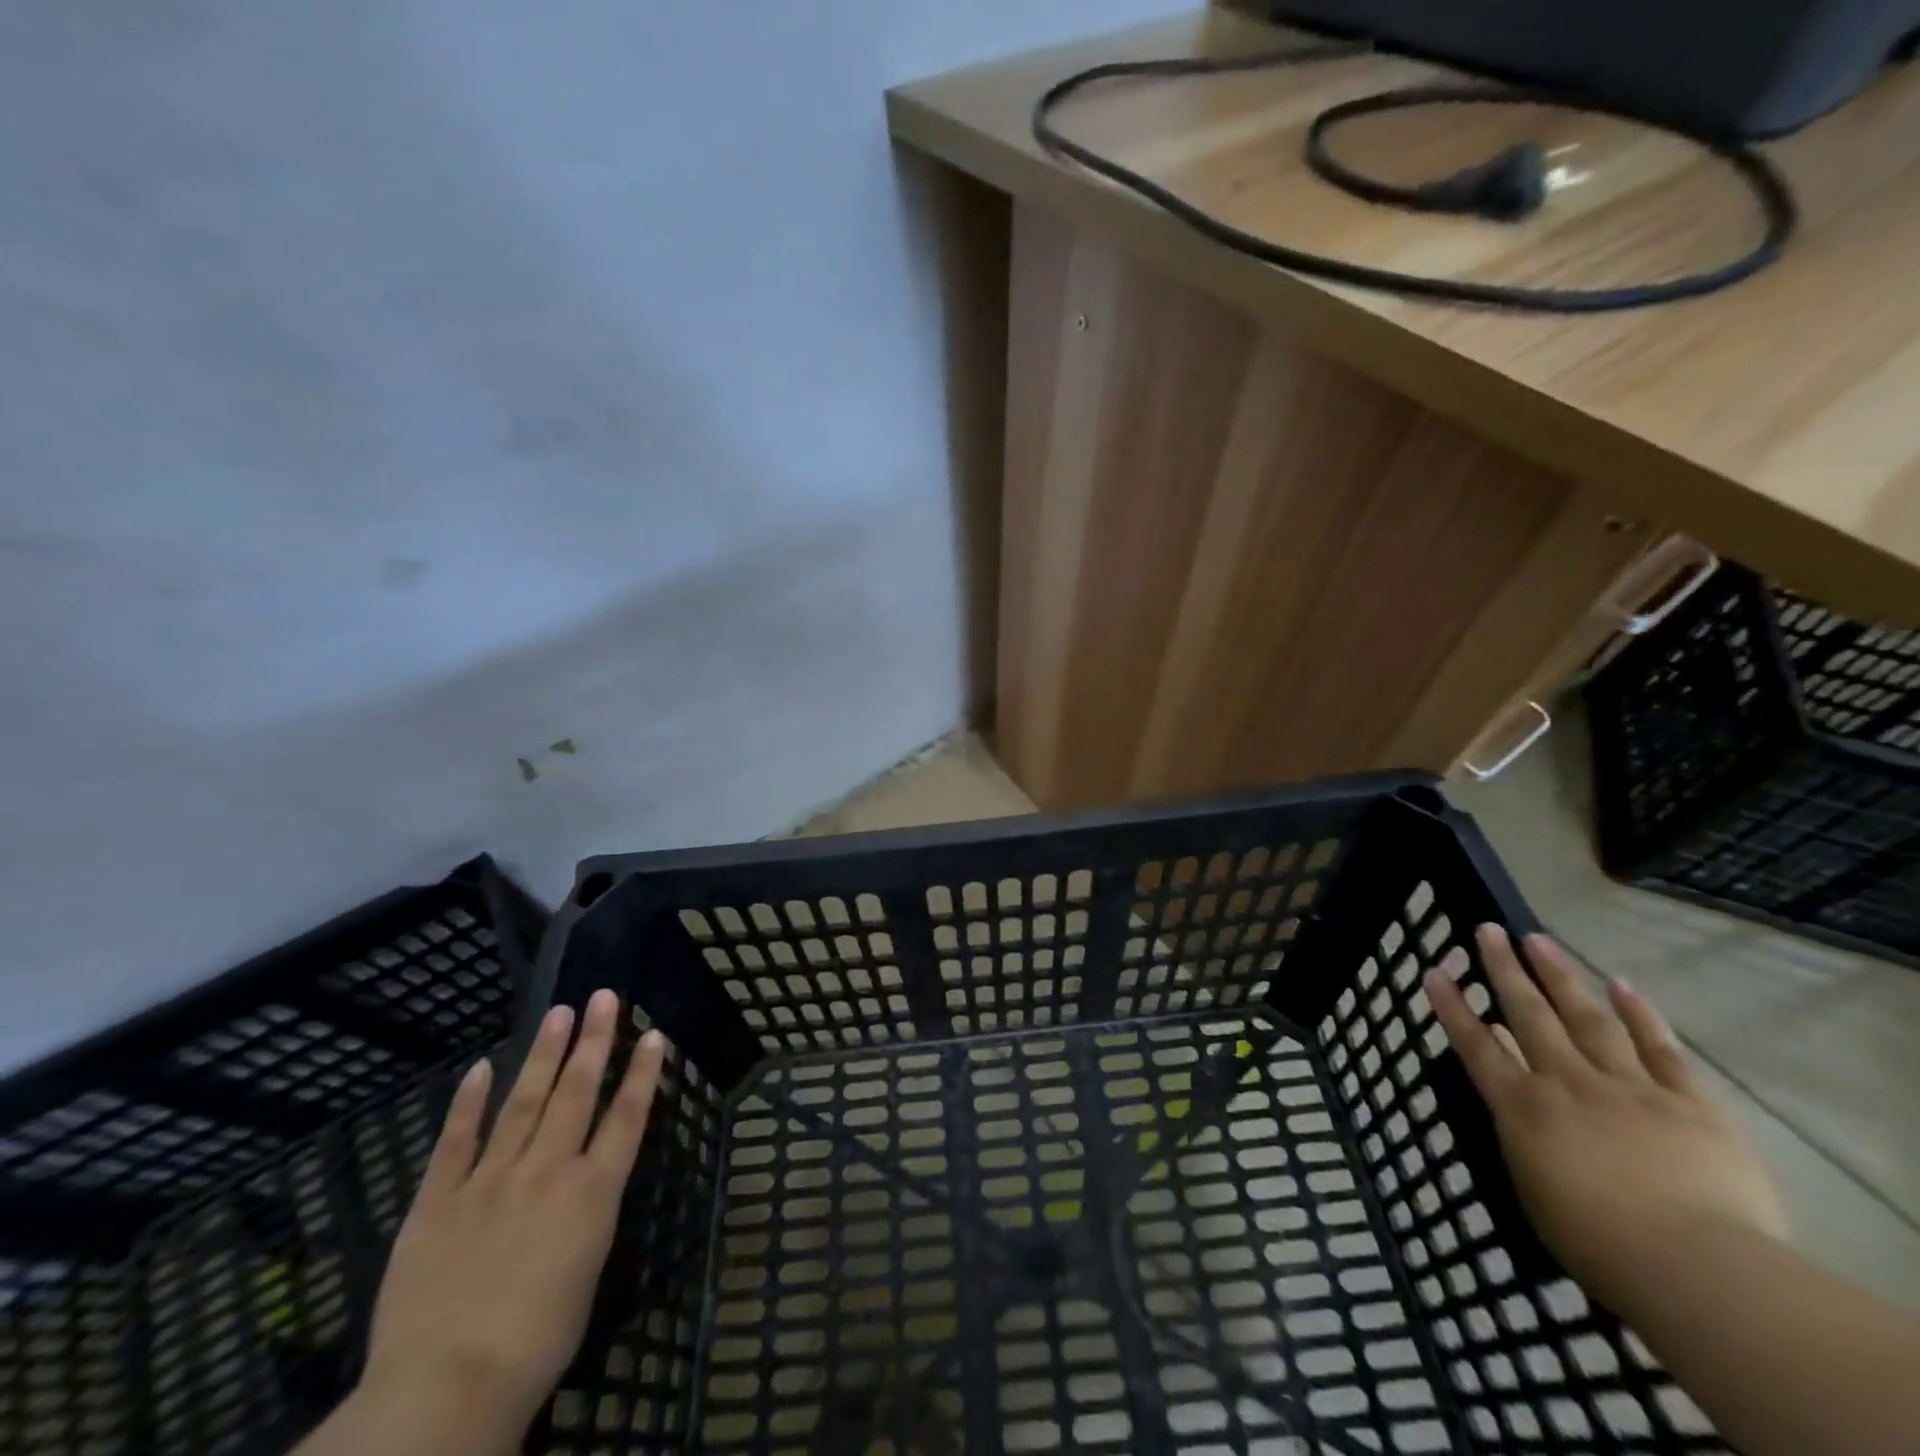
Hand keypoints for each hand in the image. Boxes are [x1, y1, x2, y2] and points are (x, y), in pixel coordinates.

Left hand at [357, 993, 667, 1443]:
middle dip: (594, 1041)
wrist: (446, 1387)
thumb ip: (586, 1216)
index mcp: (591, 1192)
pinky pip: (456, 1141)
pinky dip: (469, 1102)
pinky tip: (480, 1067)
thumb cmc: (536, 1343)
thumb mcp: (586, 1271)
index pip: (627, 1117)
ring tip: (559, 1013)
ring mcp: (490, 1179)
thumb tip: (585, 1185)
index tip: (653, 1033)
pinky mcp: (438, 1200)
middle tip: (603, 997)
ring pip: (524, 1102)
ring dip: (543, 1054)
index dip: (642, 1072)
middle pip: (577, 1093)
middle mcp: (547, 1171)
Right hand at [1425, 925, 1786, 1311]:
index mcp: (1524, 1109)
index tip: (1435, 969)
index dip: (1452, 1006)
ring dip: (1560, 976)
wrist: (1698, 1270)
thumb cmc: (1600, 1246)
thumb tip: (1514, 1095)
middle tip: (1489, 930)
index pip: (1476, 1045)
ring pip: (1587, 1018)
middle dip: (1504, 969)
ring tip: (1538, 940)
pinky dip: (1640, 1014)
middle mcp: (1567, 1083)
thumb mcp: (1533, 1190)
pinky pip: (1661, 1048)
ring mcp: (1629, 1088)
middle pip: (1529, 1015)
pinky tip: (1621, 984)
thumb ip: (1521, 1136)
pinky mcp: (1690, 1103)